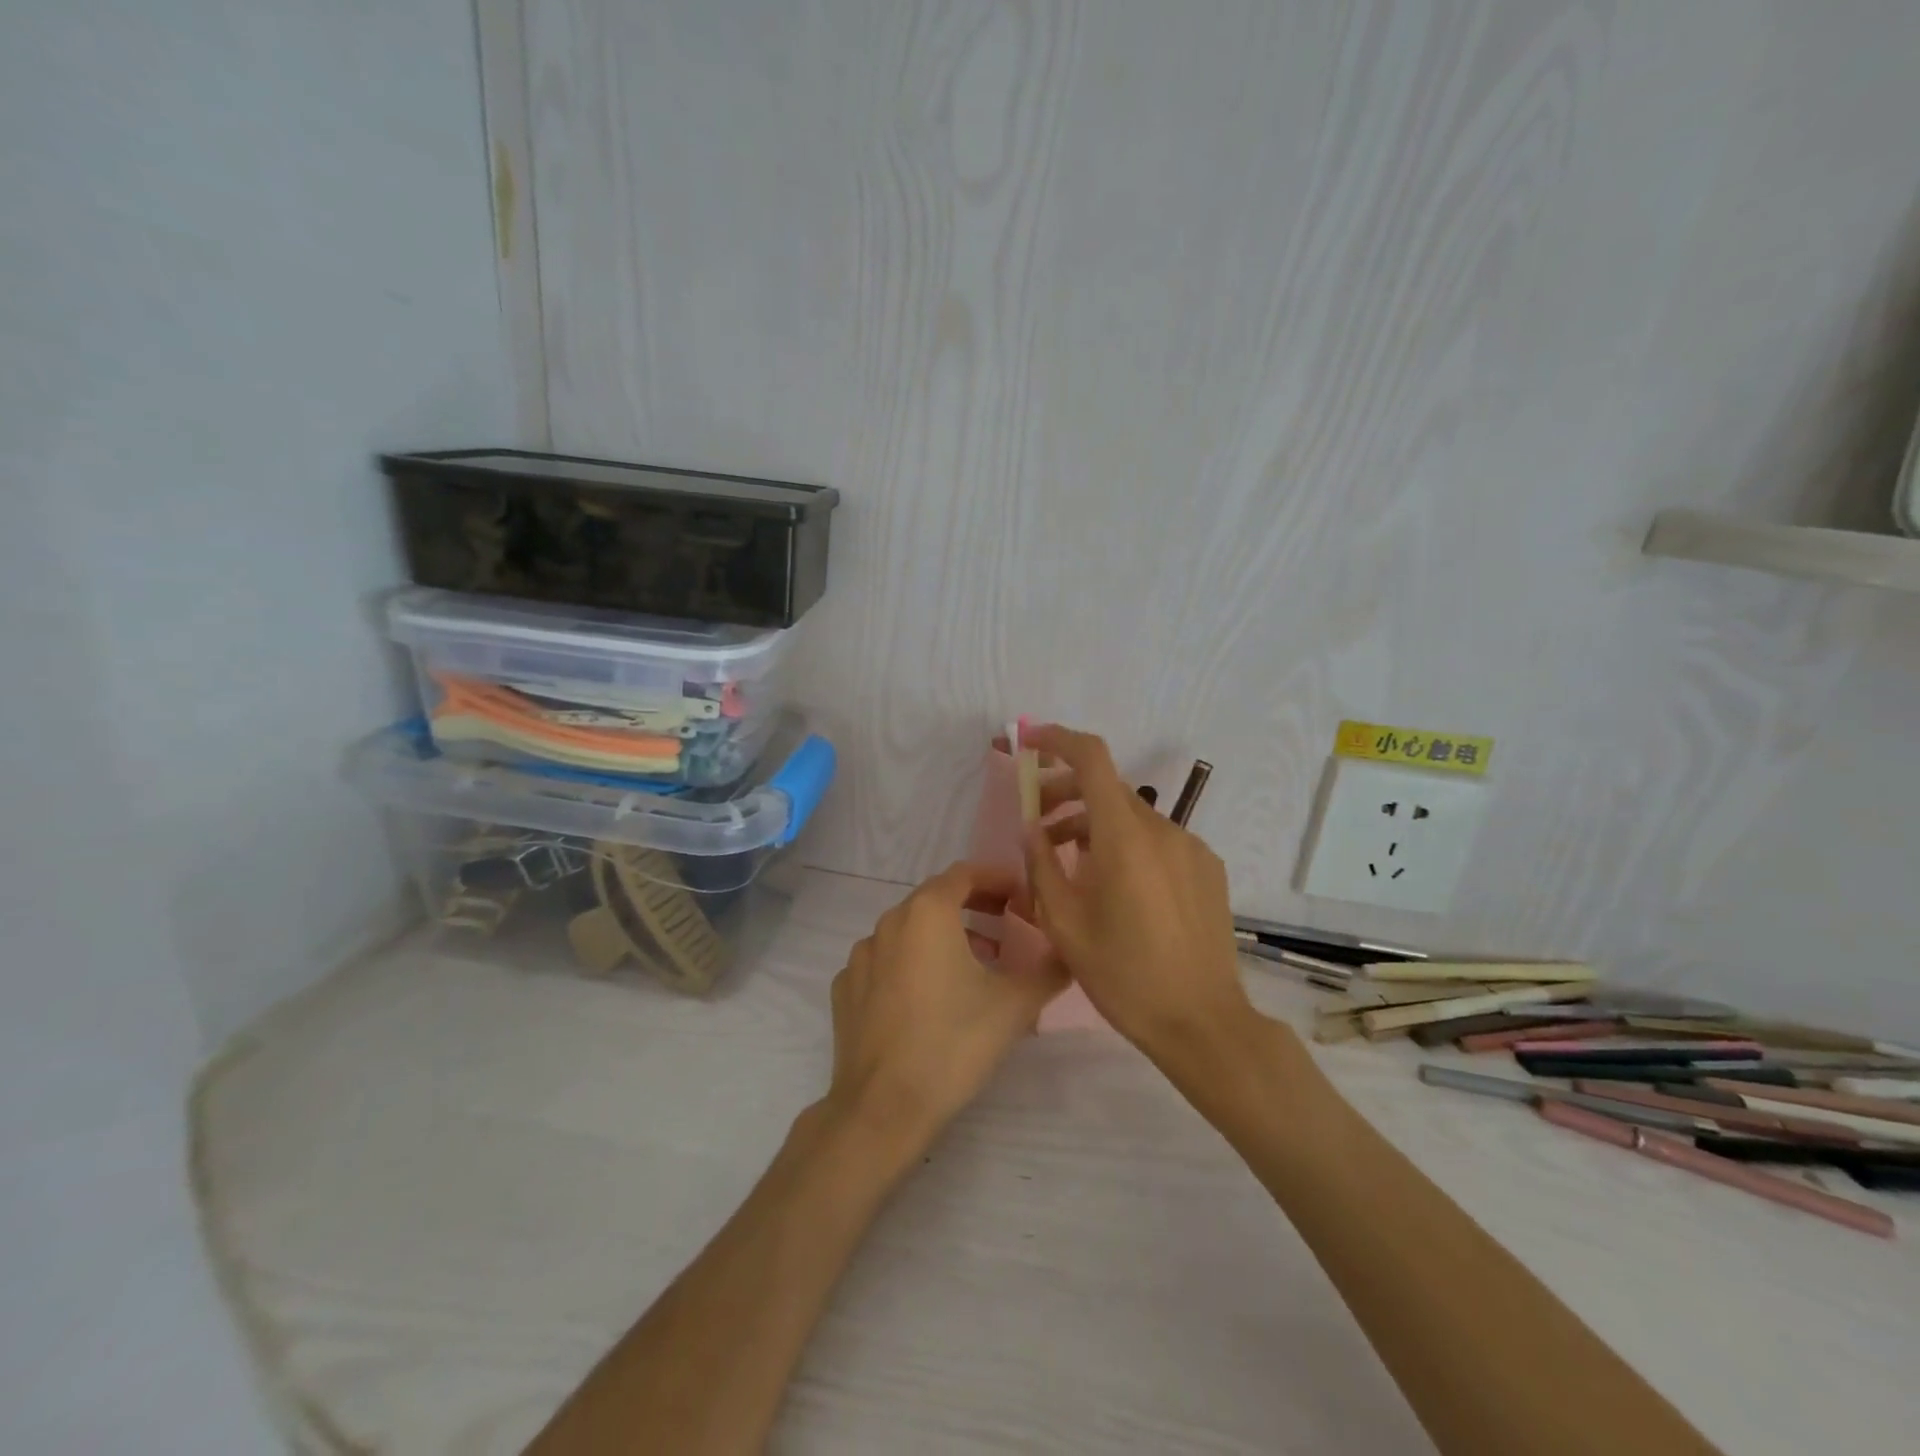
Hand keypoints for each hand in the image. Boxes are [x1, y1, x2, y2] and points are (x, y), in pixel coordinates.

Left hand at [823, 862, 1067, 1154]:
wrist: (883, 1106)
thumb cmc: (953, 1043)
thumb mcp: (1015, 1005)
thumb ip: (1049, 970)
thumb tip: (1069, 953)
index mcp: (928, 912)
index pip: (966, 873)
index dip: (998, 879)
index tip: (1022, 897)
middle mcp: (889, 921)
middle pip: (937, 898)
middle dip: (974, 906)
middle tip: (1006, 926)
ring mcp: (861, 955)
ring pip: (909, 930)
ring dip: (943, 936)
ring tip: (974, 965)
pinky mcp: (846, 987)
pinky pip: (885, 961)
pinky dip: (911, 964)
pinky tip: (928, 997)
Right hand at [1021, 724, 1251, 1058]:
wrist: (1202, 1022)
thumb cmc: (1124, 976)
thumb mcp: (1065, 924)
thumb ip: (1042, 866)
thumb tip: (1032, 828)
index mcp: (1124, 837)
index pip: (1091, 758)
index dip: (1057, 739)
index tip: (1028, 742)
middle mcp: (1162, 829)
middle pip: (1107, 788)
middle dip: (1065, 792)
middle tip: (1036, 821)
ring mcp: (1191, 847)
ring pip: (1131, 817)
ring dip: (1093, 824)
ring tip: (1066, 861)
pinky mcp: (1207, 868)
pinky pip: (1157, 840)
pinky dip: (1126, 844)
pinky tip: (1115, 886)